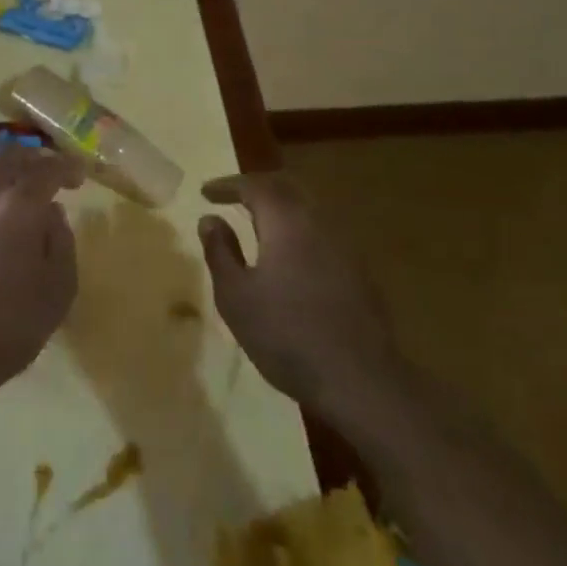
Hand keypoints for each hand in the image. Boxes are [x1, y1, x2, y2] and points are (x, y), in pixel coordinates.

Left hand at [0, 148, 82, 402]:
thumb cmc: (12, 324)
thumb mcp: (59, 287)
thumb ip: (61, 240)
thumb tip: (51, 212)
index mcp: (20, 206)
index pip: (48, 169)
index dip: (67, 167)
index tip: (80, 177)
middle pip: (10, 156)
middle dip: (35, 158)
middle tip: (50, 174)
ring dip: (4, 170)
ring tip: (15, 188)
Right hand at [198, 171, 402, 421]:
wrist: (360, 380)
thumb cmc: (286, 335)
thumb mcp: (236, 296)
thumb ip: (220, 252)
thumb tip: (210, 219)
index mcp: (286, 223)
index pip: (255, 187)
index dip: (228, 185)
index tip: (206, 193)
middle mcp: (319, 224)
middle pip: (287, 190)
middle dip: (257, 190)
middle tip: (233, 198)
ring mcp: (345, 248)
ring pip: (308, 212)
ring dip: (280, 211)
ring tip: (258, 226)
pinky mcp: (360, 274)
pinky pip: (322, 236)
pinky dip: (298, 234)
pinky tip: (290, 258)